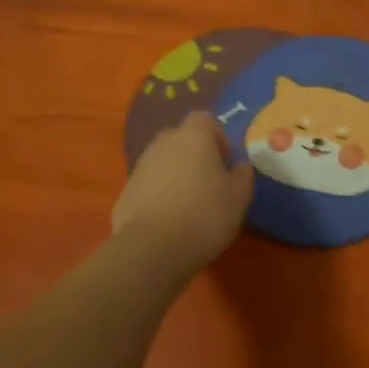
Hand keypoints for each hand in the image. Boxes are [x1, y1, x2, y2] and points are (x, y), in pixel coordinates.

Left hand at [113, 112, 255, 273]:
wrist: (151, 249)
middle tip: (208, 180)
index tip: (225, 161)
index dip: (217, 136)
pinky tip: (168, 220)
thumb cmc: (204, 215)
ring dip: (175, 174)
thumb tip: (241, 166)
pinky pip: (147, 185)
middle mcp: (164, 144)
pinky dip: (158, 194)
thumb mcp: (238, 198)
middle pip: (180, 137)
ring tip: (188, 203)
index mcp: (194, 137)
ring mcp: (140, 167)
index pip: (204, 118)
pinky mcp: (124, 192)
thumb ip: (243, 176)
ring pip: (162, 161)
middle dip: (194, 153)